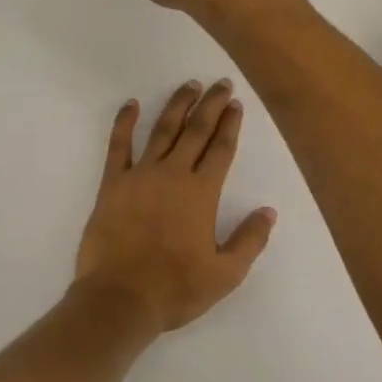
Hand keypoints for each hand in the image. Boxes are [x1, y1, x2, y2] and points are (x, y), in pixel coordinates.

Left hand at [74, 80, 276, 332]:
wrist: (119, 299)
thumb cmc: (175, 288)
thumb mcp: (225, 274)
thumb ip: (249, 240)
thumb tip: (268, 211)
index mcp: (201, 193)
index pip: (220, 149)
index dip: (230, 124)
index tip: (235, 104)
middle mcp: (173, 174)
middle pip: (195, 131)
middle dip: (210, 104)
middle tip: (220, 82)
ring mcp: (140, 175)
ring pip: (162, 130)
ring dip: (177, 105)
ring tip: (189, 85)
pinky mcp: (113, 183)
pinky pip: (118, 145)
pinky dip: (124, 122)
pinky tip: (131, 104)